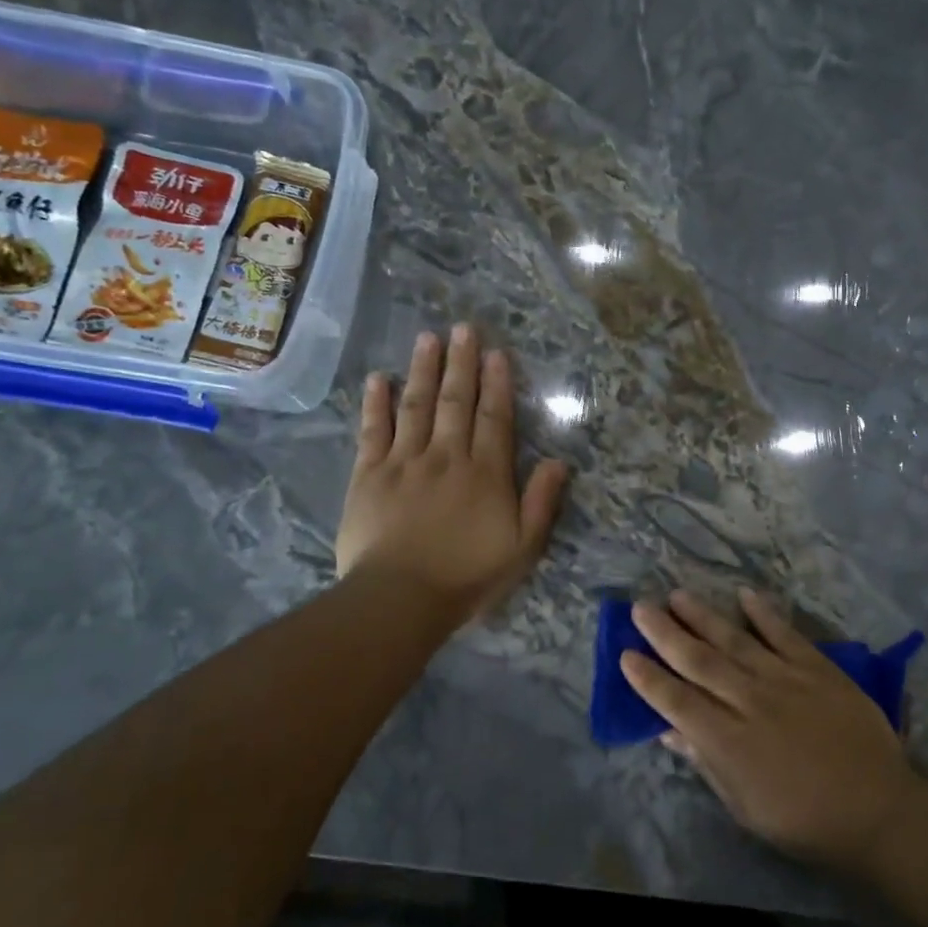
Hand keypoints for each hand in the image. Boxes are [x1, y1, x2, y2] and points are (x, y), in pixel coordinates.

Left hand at [336, 324, 568, 623]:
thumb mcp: (522, 548)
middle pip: (455, 401)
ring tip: (427, 338)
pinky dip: (376, 403)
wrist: (400, 598)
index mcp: (485, 473)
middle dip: (461, 363)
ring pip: (416, 406)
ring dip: (423, 370)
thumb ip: (541, 502)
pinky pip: (373, 431)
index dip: (497, 384)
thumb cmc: (467, 576)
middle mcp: (446, 456)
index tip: (497, 353)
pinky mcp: (368, 475)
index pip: (494, 418)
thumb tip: (559, 461)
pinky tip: (379, 379)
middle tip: (463, 328)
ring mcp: (404, 462)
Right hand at [621, 588, 922, 872]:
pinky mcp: (818, 669)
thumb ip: (705, 763)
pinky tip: (744, 594)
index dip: (648, 678)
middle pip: (699, 661)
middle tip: (640, 608)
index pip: (676, 701)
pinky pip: (785, 634)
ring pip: (735, 640)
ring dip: (703, 616)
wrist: (877, 809)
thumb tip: (668, 731)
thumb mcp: (744, 807)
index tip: (625, 655)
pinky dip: (764, 613)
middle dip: (665, 633)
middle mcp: (750, 701)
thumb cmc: (803, 820)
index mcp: (728, 741)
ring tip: (677, 595)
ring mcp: (785, 679)